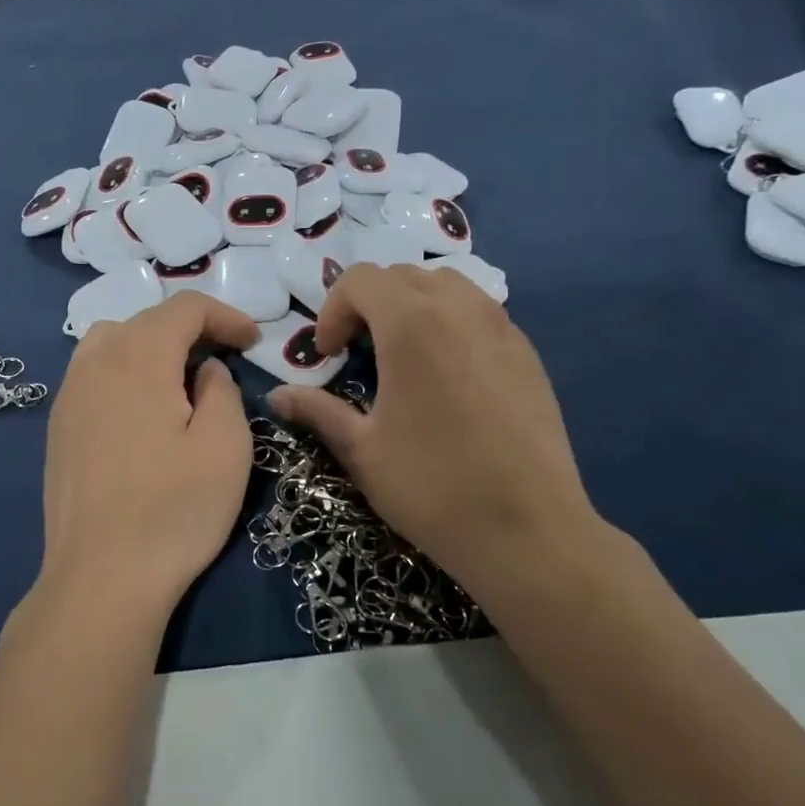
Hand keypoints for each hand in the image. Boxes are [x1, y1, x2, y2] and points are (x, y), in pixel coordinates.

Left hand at [29, 292, 258, 632]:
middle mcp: (96, 362)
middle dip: (190, 330)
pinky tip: (139, 411)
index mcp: (139, 357)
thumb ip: (222, 389)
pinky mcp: (58, 426)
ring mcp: (69, 394)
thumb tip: (205, 369)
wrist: (102, 577)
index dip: (225, 315)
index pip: (184, 307)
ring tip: (178, 381)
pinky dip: (122, 372)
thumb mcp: (226, 446)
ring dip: (151, 347)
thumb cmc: (174, 510)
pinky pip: (92, 373)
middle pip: (146, 319)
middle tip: (223, 362)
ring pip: (111, 342)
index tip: (252, 343)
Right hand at [269, 264, 603, 593]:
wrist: (528, 530)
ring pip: (447, 285)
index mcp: (412, 323)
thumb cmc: (432, 486)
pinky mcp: (528, 353)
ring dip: (412, 305)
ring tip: (402, 353)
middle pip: (403, 275)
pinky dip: (450, 322)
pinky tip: (447, 374)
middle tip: (357, 351)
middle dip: (369, 303)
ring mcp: (502, 327)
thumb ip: (316, 411)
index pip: (361, 279)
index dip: (332, 310)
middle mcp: (460, 309)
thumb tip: (276, 397)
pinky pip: (480, 312)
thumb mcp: (361, 450)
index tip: (328, 354)